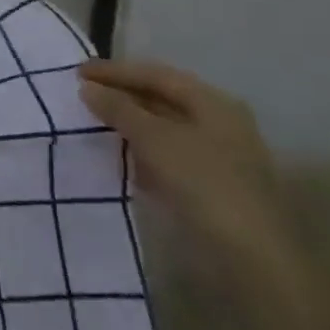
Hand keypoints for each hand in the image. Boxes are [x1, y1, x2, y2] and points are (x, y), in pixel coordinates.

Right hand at [77, 59, 296, 278]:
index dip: (115, 71)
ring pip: (163, 128)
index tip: (77, 72)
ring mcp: (217, 156)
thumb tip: (88, 88)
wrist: (251, 258)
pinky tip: (118, 154)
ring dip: (128, 123)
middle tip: (82, 94)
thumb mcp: (154, 138)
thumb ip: (119, 109)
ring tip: (92, 121)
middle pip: (162, 98)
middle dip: (121, 95)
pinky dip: (140, 149)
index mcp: (213, 103)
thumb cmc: (204, 183)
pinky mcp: (209, 185)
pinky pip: (166, 154)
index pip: (157, 75)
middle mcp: (219, 123)